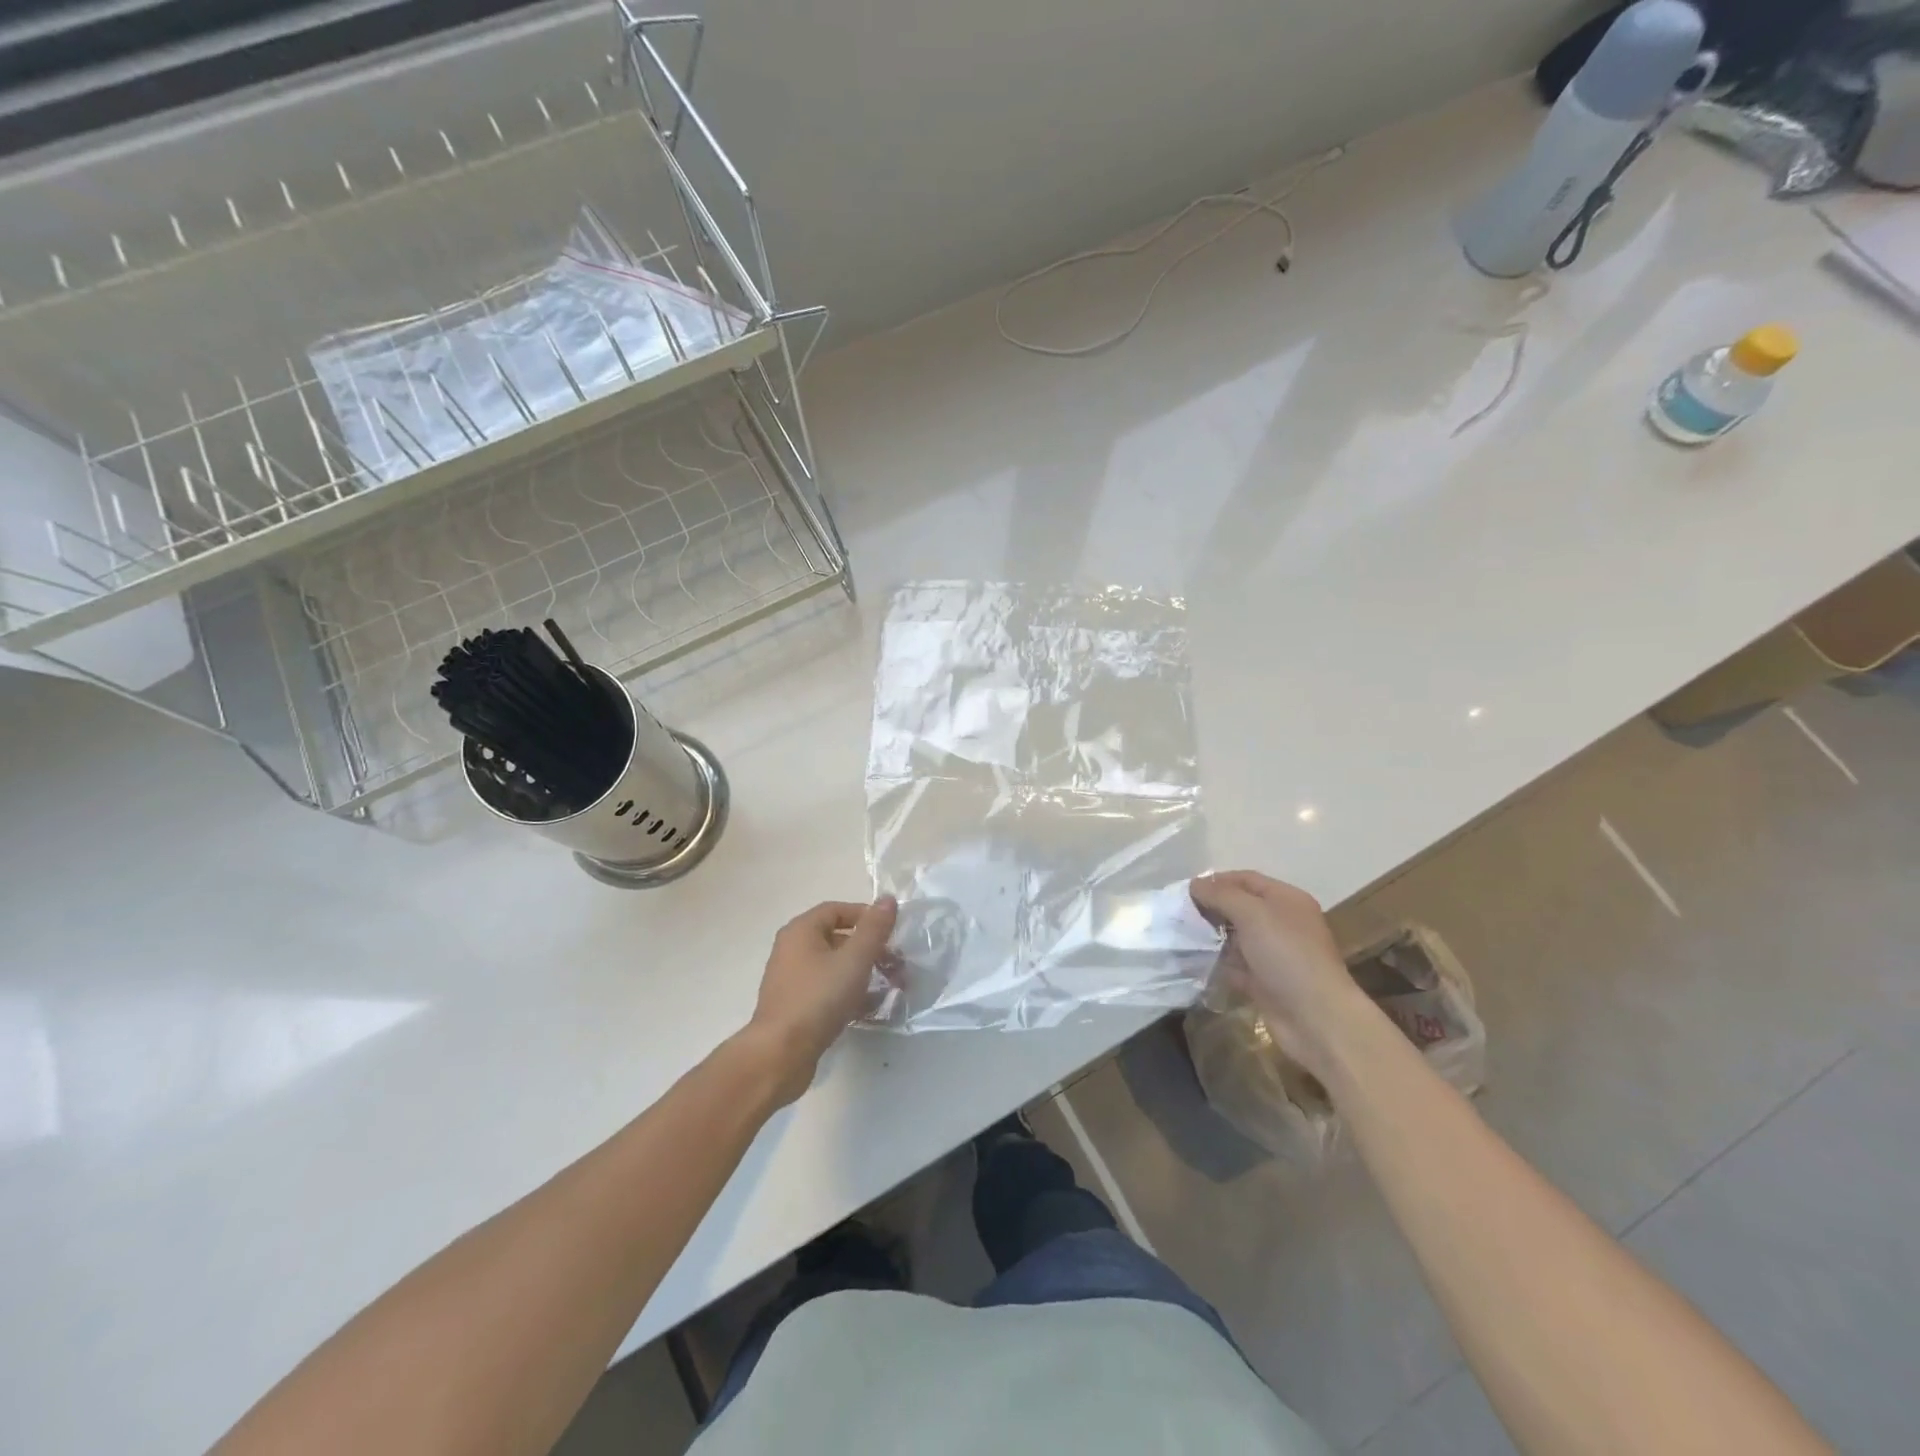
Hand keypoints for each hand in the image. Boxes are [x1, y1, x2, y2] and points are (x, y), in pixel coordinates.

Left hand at [743, 896, 897, 1105]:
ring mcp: (792, 979)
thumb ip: (874, 929)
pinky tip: (871, 1009)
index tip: (892, 933)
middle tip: (897, 965)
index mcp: (801, 931)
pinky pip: (828, 990)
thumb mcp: (854, 960)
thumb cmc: (818, 998)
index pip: (837, 909)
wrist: (780, 1054)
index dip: (866, 916)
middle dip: (871, 949)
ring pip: (835, 966)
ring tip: (891, 988)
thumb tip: (888, 898)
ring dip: (864, 973)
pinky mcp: (796, 1006)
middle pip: (838, 938)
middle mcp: (792, 949)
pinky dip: (850, 993)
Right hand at [1189, 871, 1374, 1080]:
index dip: (1216, 881)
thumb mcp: (1252, 914)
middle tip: (1179, 913)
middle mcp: (1281, 923)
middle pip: (1239, 907)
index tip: (1186, 890)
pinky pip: (1234, 964)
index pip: (1246, 879)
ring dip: (1210, 936)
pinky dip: (1216, 962)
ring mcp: (1273, 953)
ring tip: (1180, 935)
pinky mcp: (1263, 981)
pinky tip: (1192, 961)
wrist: (1315, 1018)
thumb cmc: (1286, 955)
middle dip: (1211, 908)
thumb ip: (1221, 895)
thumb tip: (1195, 884)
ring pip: (1234, 936)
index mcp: (1286, 900)